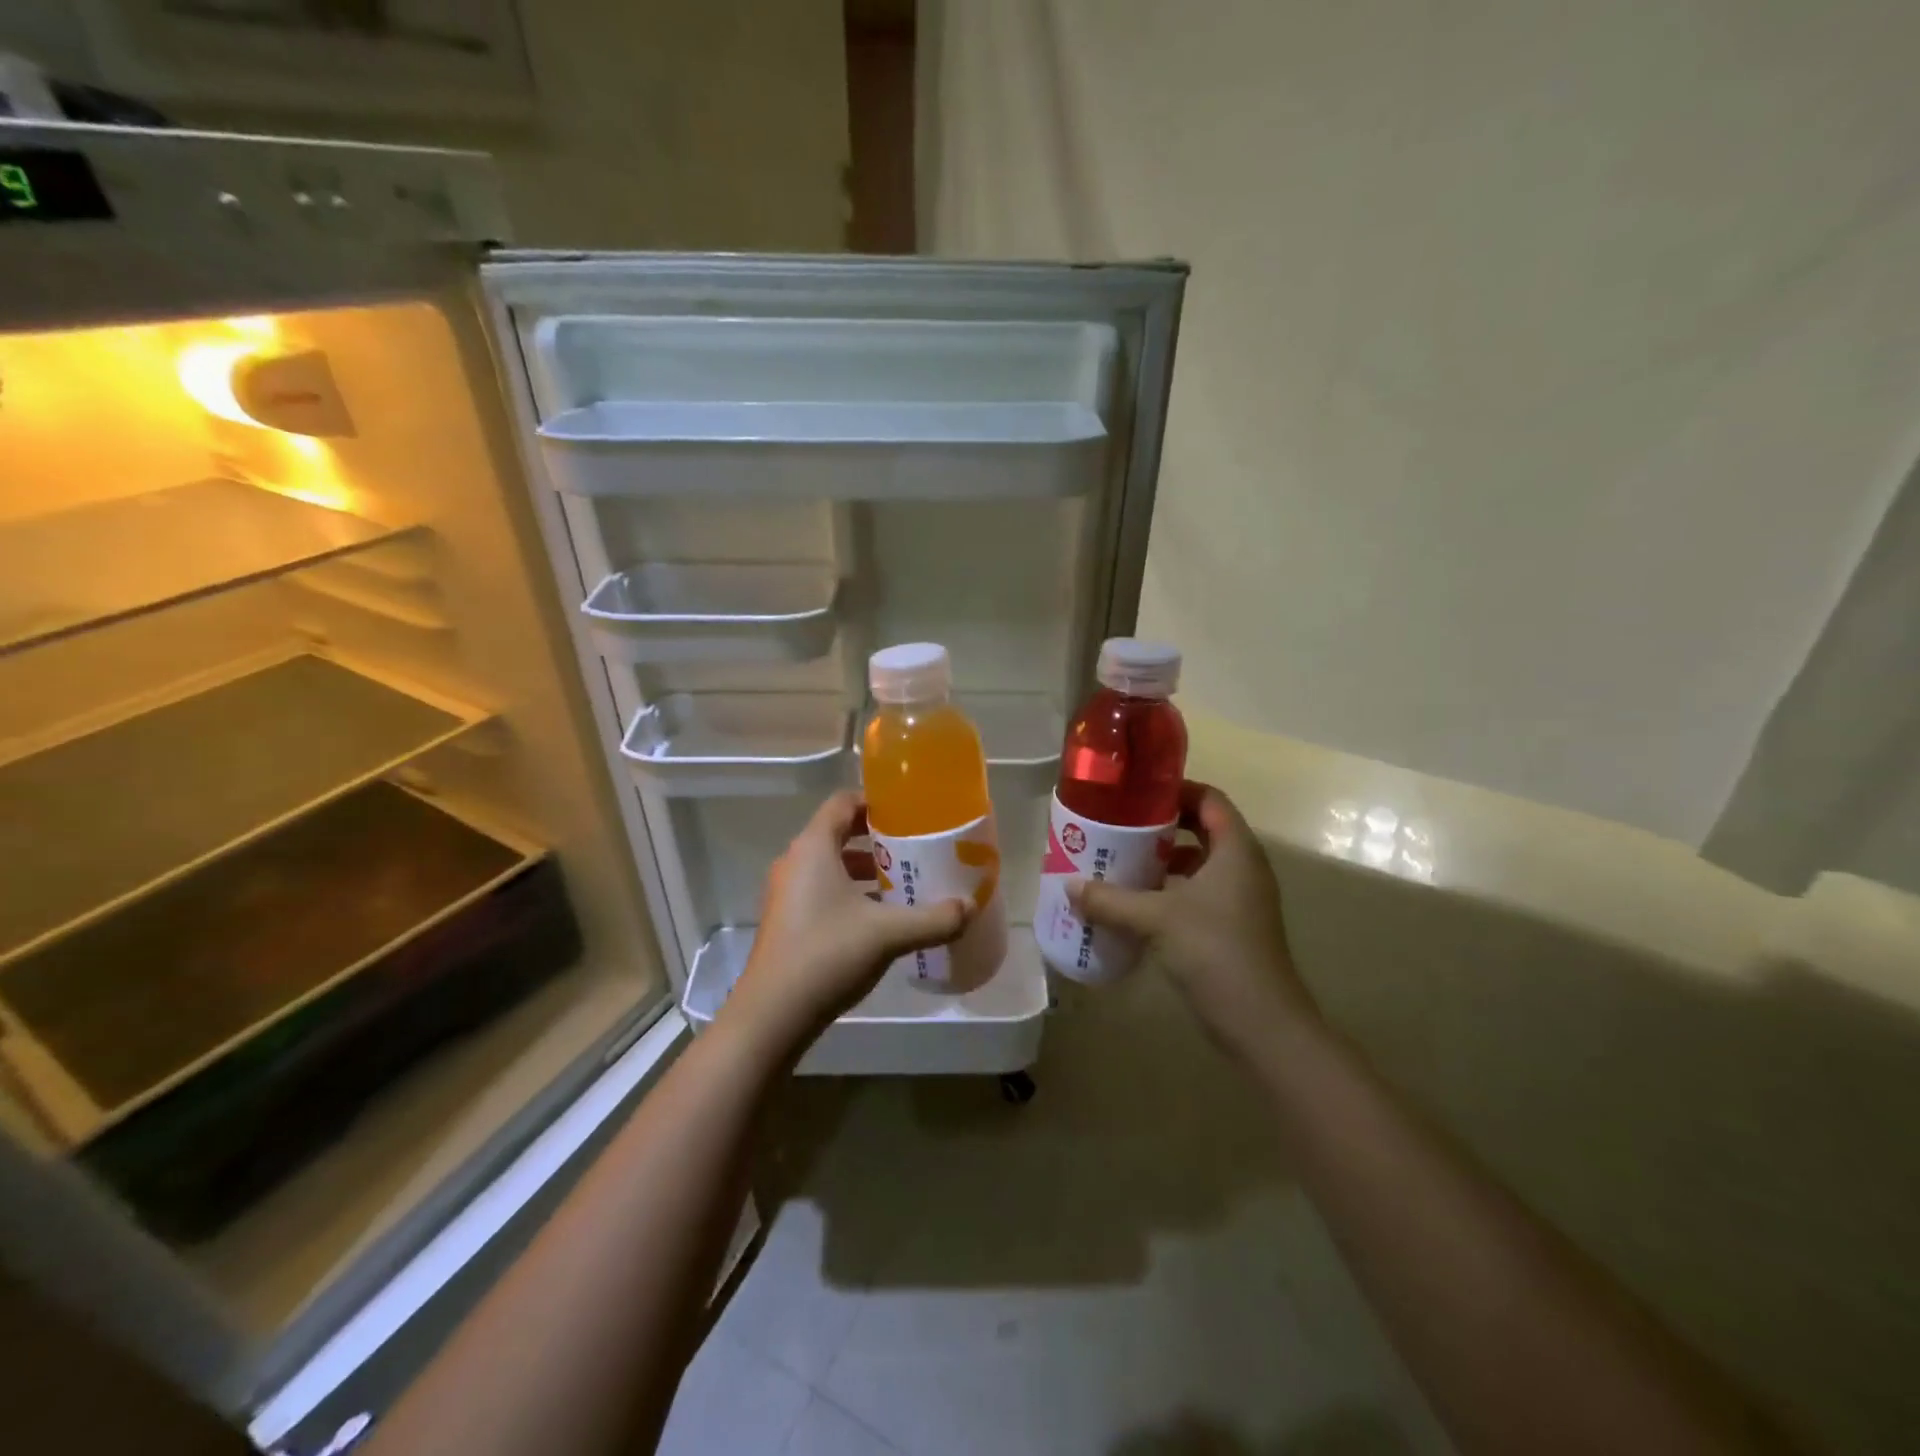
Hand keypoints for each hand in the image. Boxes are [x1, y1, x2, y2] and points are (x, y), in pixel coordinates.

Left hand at [726, 791, 971, 1050]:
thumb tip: (970, 907)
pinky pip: (820, 889)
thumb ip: (934, 918)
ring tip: (901, 883)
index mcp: (814, 847)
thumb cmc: (828, 955)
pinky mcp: (785, 919)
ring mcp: (785, 892)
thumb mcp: (889, 934)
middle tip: (913, 849)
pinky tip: (877, 918)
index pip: (843, 802)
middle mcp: (795, 862)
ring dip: (863, 869)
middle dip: (876, 839)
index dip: (875, 802)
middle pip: (837, 832)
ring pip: (829, 865)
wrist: (772, 1014)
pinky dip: (848, 893)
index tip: (909, 813)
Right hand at [1069, 781, 1315, 1061]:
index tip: (1136, 793)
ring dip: (1163, 860)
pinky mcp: (1231, 927)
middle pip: (1202, 828)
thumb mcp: (1156, 919)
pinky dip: (1169, 890)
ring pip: (1199, 863)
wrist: (1261, 1023)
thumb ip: (1111, 900)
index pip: (1210, 799)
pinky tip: (1136, 903)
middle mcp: (1242, 867)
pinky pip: (1197, 893)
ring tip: (1121, 860)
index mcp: (1235, 850)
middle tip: (1120, 825)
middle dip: (1162, 825)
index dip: (1176, 789)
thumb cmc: (1215, 951)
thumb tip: (1069, 885)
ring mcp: (1240, 900)